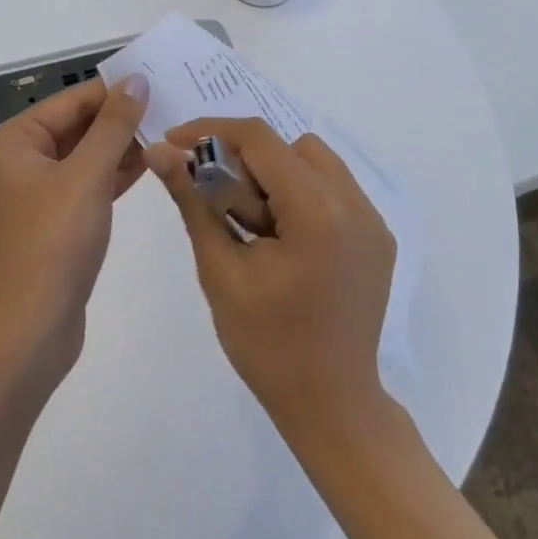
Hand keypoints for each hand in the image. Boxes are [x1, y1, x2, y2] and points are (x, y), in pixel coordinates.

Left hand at [0, 74, 149, 383]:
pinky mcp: (56, 218)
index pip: (71, 101)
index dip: (114, 90)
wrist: (33, 328)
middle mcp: (21, 160)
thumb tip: (136, 80)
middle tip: (170, 105)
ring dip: (123, 145)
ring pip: (86, 154)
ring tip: (169, 131)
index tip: (158, 81)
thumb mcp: (88, 175)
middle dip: (121, 119)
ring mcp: (38, 191)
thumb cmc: (55, 242)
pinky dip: (116, 173)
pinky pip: (89, 182)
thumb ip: (114, 125)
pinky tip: (152, 163)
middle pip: (78, 125)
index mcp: (15, 141)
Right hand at [147, 118, 395, 442]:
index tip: (176, 143)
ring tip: (253, 222)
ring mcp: (373, 219)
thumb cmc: (267, 346)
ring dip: (275, 174)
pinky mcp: (378, 236)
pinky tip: (282, 235)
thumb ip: (192, 201)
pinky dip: (301, 193)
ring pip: (314, 160)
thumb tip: (159, 151)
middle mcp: (355, 204)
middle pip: (289, 146)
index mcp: (318, 213)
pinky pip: (334, 187)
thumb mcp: (220, 271)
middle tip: (218, 199)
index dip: (212, 131)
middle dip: (245, 160)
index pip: (260, 140)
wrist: (332, 407)